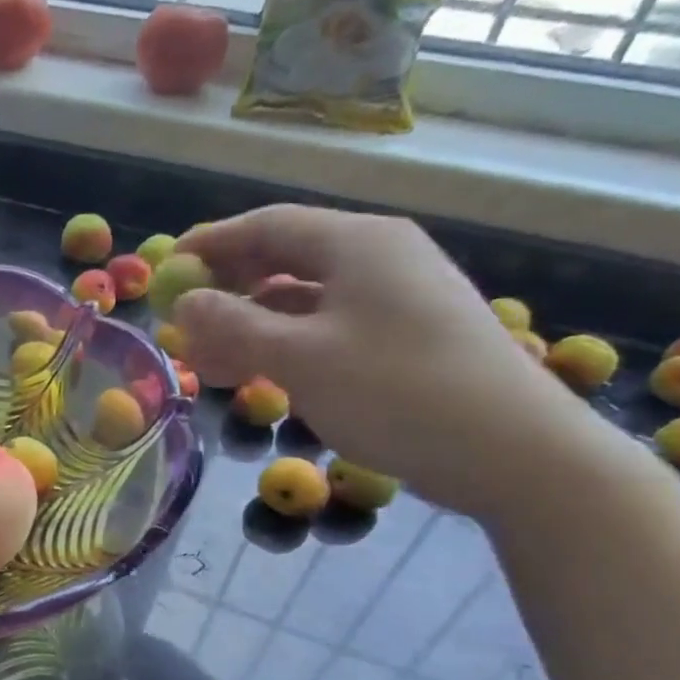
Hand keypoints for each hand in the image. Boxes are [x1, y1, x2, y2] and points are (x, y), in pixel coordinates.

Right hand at [173, 204, 622, 519]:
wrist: (514, 453)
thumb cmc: (397, 391)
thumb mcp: (301, 357)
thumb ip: (234, 325)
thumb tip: (185, 303)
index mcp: (357, 243)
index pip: (267, 226)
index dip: (211, 244)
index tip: (166, 268)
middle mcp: (378, 259)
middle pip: (283, 260)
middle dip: (227, 290)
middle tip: (183, 323)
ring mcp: (395, 299)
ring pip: (301, 301)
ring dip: (249, 326)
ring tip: (206, 362)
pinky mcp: (403, 338)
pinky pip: (325, 328)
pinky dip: (284, 346)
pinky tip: (256, 376)